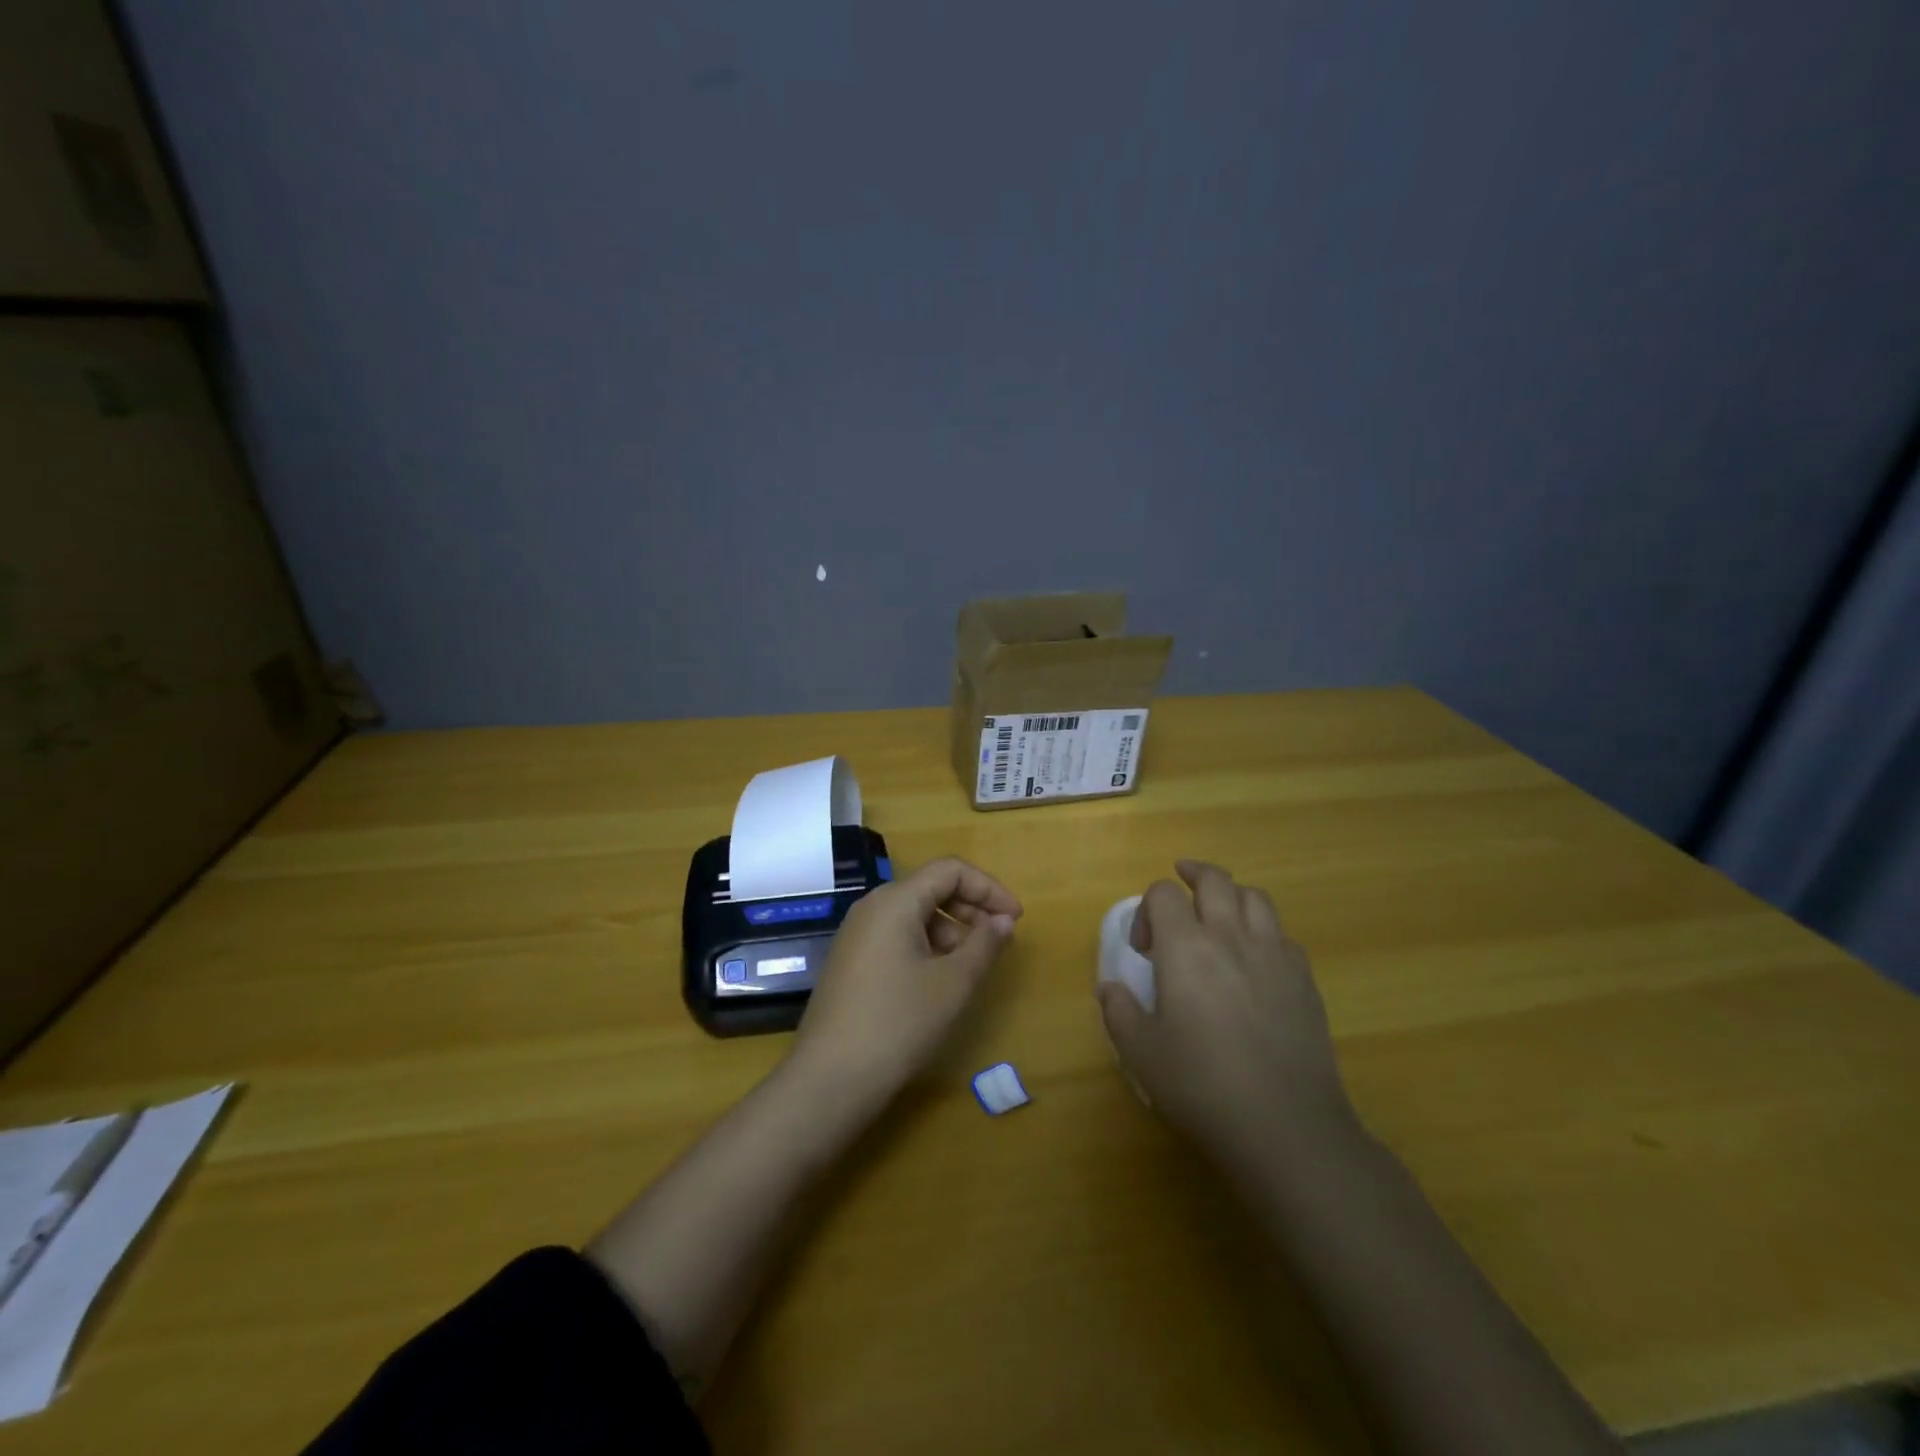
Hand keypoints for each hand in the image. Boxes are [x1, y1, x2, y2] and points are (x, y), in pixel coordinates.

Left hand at [791, 857, 1021, 1101]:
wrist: (830, 1079)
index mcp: (895, 901)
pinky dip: (926, 947)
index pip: (950, 870)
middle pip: (930, 888)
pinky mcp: (850, 961)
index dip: (988, 888)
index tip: (1014, 919)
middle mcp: (872, 908)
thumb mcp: (953, 984)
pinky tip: (937, 982)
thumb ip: (984, 944)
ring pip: (914, 915)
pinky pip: (896, 937)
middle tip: (997, 942)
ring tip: (969, 970)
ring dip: (949, 932)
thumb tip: (1003, 920)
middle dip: (970, 909)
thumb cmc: (898, 1023)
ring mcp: (856, 935)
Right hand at [1096, 860, 1356, 1170]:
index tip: (1143, 948)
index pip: (1163, 893)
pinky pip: (1282, 934)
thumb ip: (1118, 1011)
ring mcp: (1273, 955)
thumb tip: (1110, 987)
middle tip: (1180, 888)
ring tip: (1219, 916)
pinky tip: (1254, 962)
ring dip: (1231, 896)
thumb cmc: (1201, 1085)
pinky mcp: (1304, 980)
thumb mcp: (1140, 1052)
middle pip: (1215, 880)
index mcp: (1185, 947)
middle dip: (1192, 875)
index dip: (1147, 909)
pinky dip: (1263, 933)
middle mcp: (1230, 937)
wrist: (1285, 1125)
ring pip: (1255, 898)